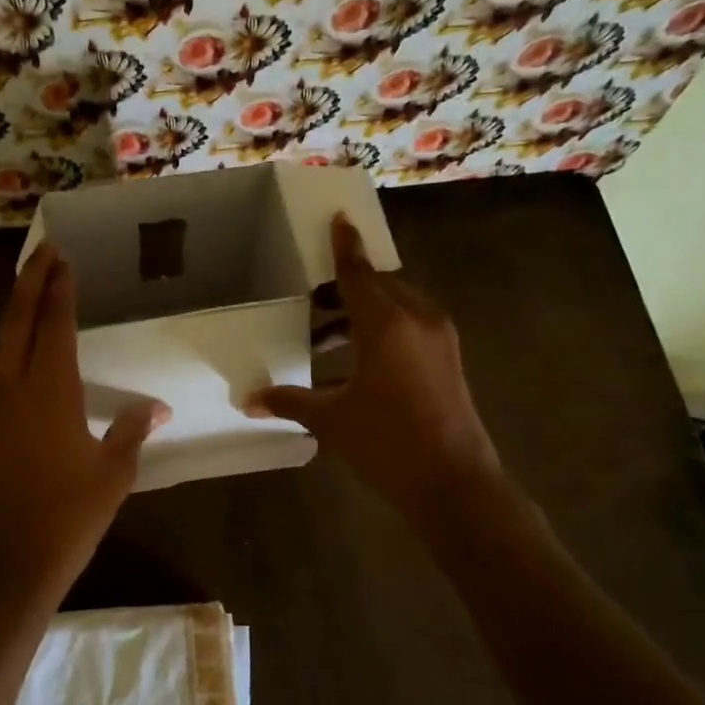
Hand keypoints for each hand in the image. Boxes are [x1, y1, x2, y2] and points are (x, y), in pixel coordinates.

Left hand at [0, 244, 167, 600]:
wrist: (11, 562)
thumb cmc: (70, 515)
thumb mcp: (114, 473)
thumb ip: (133, 432)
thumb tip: (157, 409)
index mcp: (50, 392)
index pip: (54, 327)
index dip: (59, 291)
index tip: (63, 259)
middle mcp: (14, 389)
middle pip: (17, 323)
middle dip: (29, 284)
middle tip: (43, 253)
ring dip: (14, 312)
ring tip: (29, 290)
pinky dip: (7, 345)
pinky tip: (18, 350)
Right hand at [248, 214, 500, 519]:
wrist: (455, 486)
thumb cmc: (388, 444)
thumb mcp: (332, 420)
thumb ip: (290, 402)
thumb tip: (249, 400)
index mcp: (388, 324)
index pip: (358, 273)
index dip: (344, 247)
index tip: (338, 219)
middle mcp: (418, 320)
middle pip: (378, 286)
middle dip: (345, 287)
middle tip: (310, 299)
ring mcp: (439, 339)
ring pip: (395, 307)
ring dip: (360, 314)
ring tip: (322, 338)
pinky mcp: (447, 359)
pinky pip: (410, 327)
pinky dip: (381, 331)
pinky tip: (353, 362)